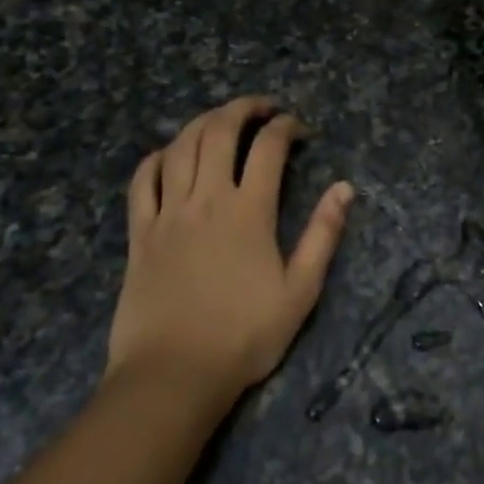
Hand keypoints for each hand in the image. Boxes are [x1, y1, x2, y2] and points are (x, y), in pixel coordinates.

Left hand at [108, 97, 353, 400]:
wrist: (173, 375)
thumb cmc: (244, 336)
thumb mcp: (300, 291)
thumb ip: (323, 235)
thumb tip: (344, 188)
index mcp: (248, 211)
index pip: (268, 148)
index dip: (285, 127)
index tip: (298, 128)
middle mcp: (206, 199)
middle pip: (219, 131)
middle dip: (243, 108)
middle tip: (261, 108)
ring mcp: (168, 213)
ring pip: (181, 146)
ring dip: (203, 122)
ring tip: (221, 119)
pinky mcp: (140, 233)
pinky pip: (142, 181)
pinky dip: (157, 157)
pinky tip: (169, 154)